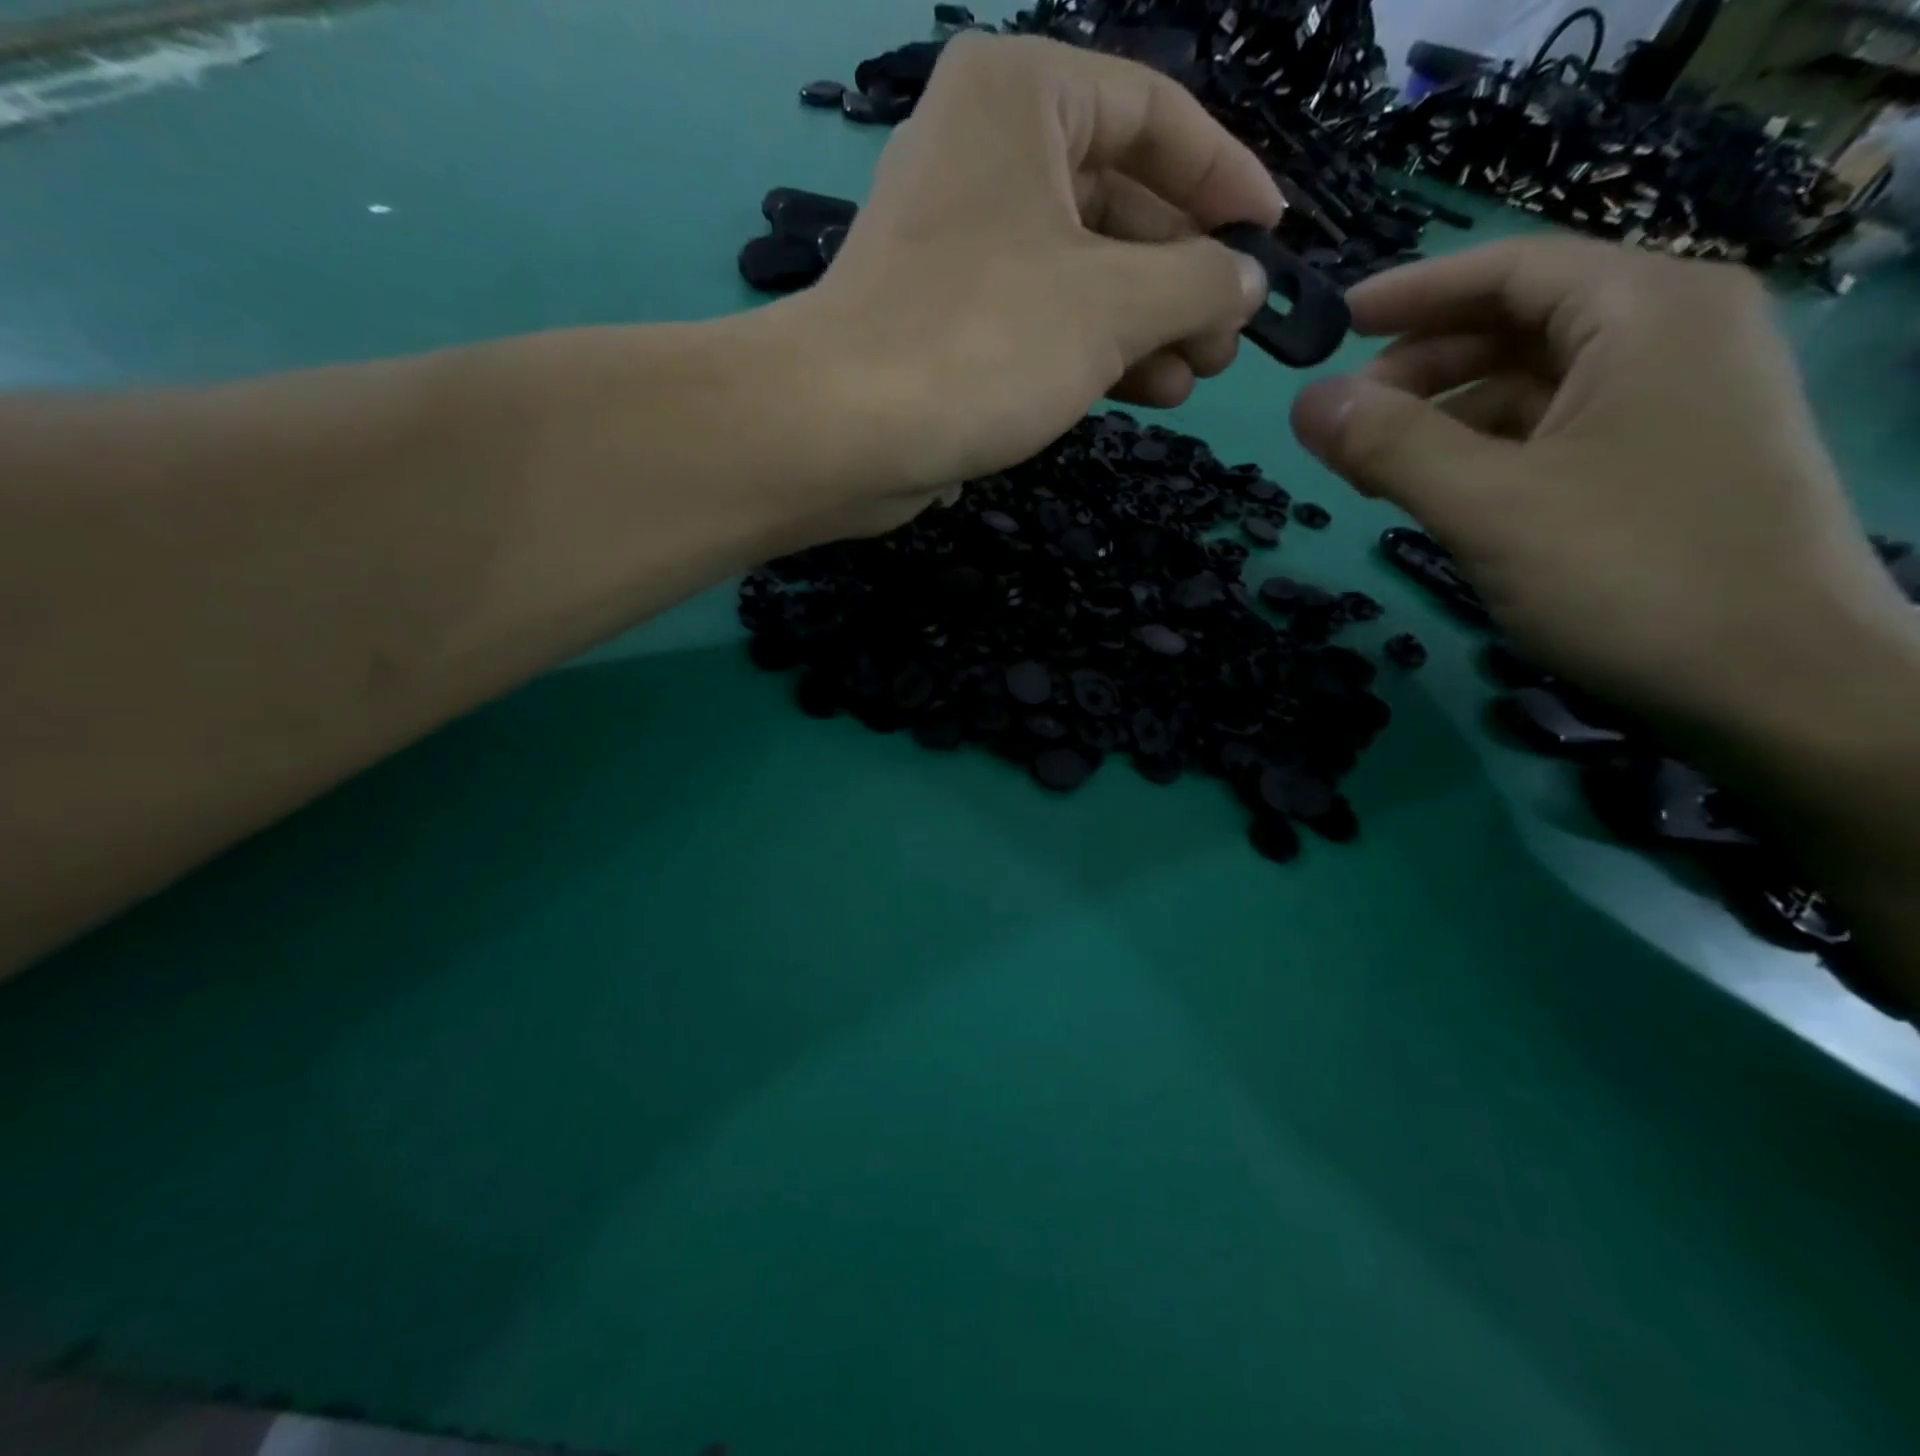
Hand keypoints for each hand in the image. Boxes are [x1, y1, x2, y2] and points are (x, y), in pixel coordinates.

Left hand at [797, 33, 1279, 533]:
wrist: (844, 431)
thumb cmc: (983, 341)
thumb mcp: (1113, 304)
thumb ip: (1196, 283)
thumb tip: (1245, 282)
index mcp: (1021, 97)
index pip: (1154, 115)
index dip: (1224, 179)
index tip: (1270, 239)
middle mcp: (984, 153)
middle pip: (1116, 201)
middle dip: (1181, 275)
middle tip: (1227, 339)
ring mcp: (959, 243)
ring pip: (1079, 270)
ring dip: (1144, 324)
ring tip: (1194, 376)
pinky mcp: (944, 319)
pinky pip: (1039, 317)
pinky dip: (1092, 351)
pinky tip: (1144, 391)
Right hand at [1290, 236, 1918, 746]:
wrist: (1774, 681)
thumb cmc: (1630, 573)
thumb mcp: (1488, 506)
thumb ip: (1389, 445)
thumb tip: (1305, 400)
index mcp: (1647, 312)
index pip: (1511, 269)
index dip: (1412, 293)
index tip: (1335, 324)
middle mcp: (1672, 336)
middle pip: (1519, 324)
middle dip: (1421, 366)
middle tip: (1346, 421)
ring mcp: (1675, 402)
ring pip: (1532, 385)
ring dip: (1445, 416)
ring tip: (1375, 467)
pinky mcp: (1664, 462)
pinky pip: (1553, 432)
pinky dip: (1485, 451)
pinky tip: (1439, 490)